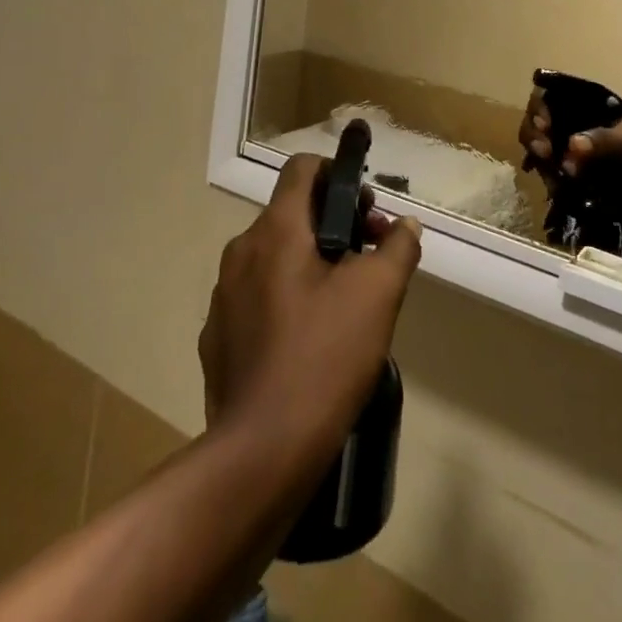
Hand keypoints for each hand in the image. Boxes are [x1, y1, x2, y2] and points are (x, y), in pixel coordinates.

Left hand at [198, 155, 420, 472]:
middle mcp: (242, 252)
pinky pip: (257, 297)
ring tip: (345, 301)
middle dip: (334, 223)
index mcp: (277, 230)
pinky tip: (311, 339)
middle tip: (369, 255)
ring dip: (311, 261)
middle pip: (291, 213)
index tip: (365, 203)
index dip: (336, 172)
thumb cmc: (324, 357)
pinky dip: (286, 298)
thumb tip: (405, 226)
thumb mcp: (379, 294)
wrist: (261, 453)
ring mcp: (224, 296)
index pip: (302, 169)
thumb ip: (398, 248)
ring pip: (274, 256)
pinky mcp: (217, 337)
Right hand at [518, 90, 621, 208]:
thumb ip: (606, 140)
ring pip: (545, 149)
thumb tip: (572, 145)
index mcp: (591, 108)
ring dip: (541, 159)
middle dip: (535, 134)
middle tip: (543, 152)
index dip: (541, 108)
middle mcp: (579, 126)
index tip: (544, 126)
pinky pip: (556, 176)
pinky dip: (552, 180)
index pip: (553, 97)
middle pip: (542, 122)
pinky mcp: (582, 179)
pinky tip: (556, 187)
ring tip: (550, 172)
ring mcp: (579, 153)